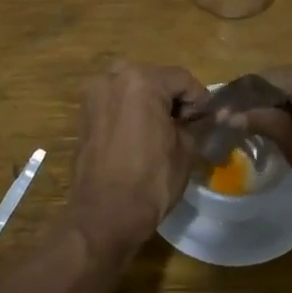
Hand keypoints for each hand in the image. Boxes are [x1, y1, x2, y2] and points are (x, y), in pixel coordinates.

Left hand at [68, 62, 208, 238]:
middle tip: (186, 126)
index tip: (207, 122)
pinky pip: (116, 103)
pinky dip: (131, 112)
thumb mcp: (186, 149)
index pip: (182, 79)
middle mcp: (113, 78)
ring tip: (163, 132)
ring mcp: (94, 95)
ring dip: (150, 103)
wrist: (105, 215)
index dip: (200, 100)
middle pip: (155, 79)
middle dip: (173, 99)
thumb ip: (196, 124)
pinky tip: (140, 137)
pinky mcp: (84, 114)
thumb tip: (203, 118)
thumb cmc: (151, 180)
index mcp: (141, 80)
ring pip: (133, 89)